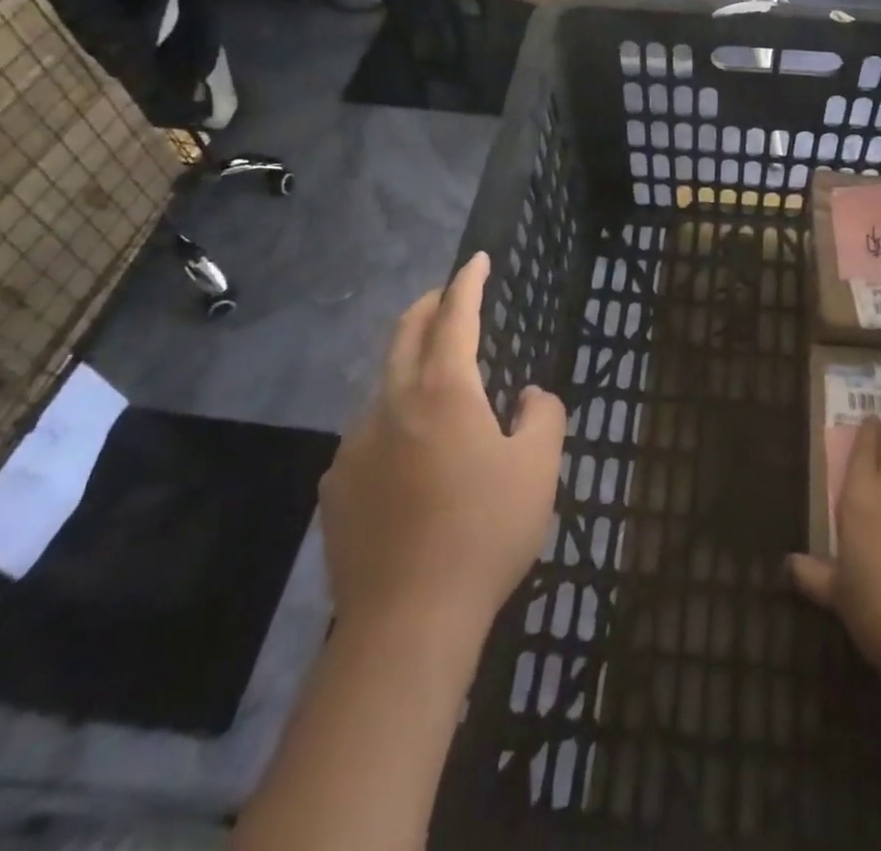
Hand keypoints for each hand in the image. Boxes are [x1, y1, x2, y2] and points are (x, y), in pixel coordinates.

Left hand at [320, 253, 566, 625]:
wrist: (407, 621)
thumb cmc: (484, 532)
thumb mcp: (539, 469)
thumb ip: (543, 416)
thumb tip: (528, 396)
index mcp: (443, 390)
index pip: (456, 316)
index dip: (469, 282)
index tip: (477, 260)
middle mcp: (392, 403)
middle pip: (406, 333)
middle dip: (429, 305)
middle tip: (448, 296)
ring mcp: (355, 444)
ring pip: (383, 382)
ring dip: (409, 364)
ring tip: (436, 380)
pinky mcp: (336, 486)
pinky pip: (367, 432)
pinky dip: (391, 418)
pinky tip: (407, 454)